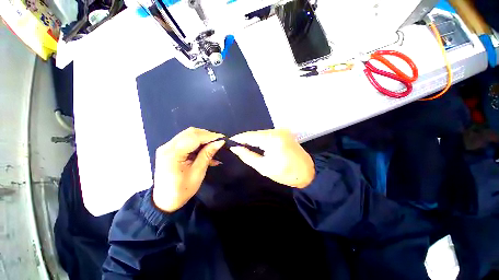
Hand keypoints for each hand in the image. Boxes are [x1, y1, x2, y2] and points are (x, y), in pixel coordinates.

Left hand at [153, 127, 224, 212]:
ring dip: (203, 138)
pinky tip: (206, 150)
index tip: (222, 138)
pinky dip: (197, 143)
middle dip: (207, 135)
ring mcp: (167, 147)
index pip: (194, 137)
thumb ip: (207, 154)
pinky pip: (186, 141)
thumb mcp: (198, 172)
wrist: (165, 201)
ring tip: (213, 145)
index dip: (210, 136)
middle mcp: (168, 146)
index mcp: (173, 154)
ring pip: (188, 135)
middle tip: (218, 141)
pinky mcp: (169, 149)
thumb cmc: (182, 190)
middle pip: (190, 133)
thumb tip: (219, 142)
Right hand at [230, 129, 314, 187]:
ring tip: (245, 145)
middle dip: (246, 139)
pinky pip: (268, 134)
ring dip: (253, 138)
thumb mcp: (263, 167)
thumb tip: (235, 148)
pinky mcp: (284, 132)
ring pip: (261, 133)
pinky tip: (257, 144)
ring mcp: (282, 130)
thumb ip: (247, 156)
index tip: (230, 141)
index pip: (251, 136)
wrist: (307, 172)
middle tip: (237, 145)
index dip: (239, 138)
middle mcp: (277, 131)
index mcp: (272, 140)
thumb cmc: (285, 173)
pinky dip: (261, 138)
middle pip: (256, 133)